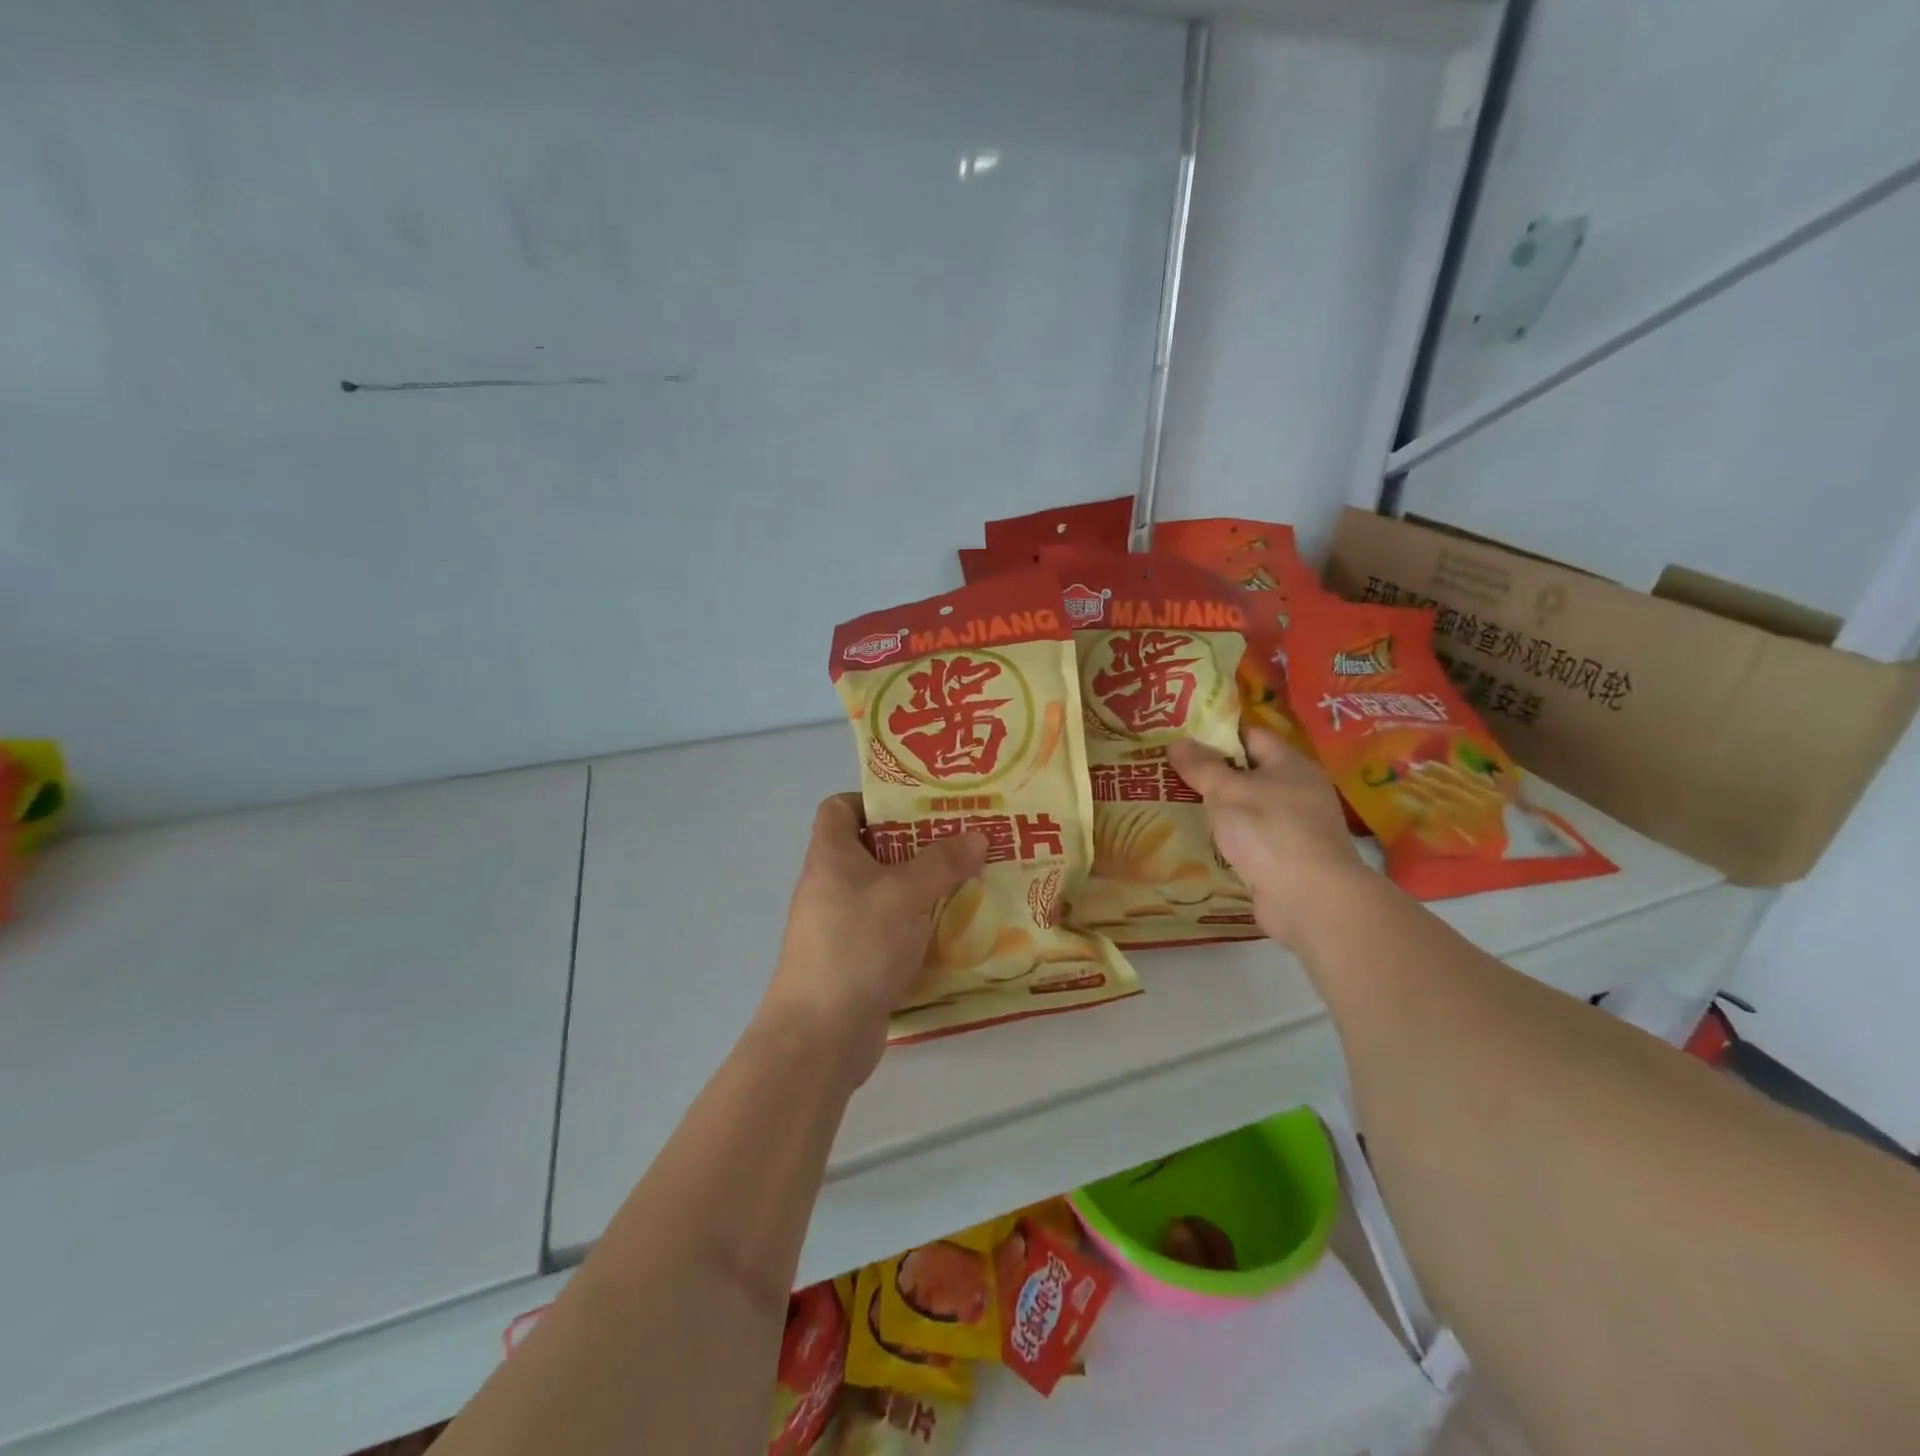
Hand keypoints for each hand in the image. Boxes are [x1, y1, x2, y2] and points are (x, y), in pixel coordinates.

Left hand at [762, 794, 986, 1084]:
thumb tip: (977, 835)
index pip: (840, 807)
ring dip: (926, 887)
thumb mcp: (905, 894)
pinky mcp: (857, 960)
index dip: (875, 799)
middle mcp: (831, 885)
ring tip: (973, 880)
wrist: (819, 1035)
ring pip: (888, 892)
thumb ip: (942, 862)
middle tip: (965, 840)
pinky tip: (958, 929)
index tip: (919, 806)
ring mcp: (842, 925)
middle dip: (919, 843)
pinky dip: (921, 926)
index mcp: (831, 855)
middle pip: (873, 849)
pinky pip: (893, 930)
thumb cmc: (856, 945)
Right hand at [1168, 728, 1369, 951]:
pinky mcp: (1287, 860)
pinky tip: (1200, 842)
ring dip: (1219, 810)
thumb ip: (1201, 766)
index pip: (1251, 736)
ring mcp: (1296, 828)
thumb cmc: (1269, 831)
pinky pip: (1251, 840)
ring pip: (1248, 809)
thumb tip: (1176, 741)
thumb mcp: (1227, 792)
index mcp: (1291, 765)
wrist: (1310, 899)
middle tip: (1170, 773)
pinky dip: (1229, 840)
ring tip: (1176, 806)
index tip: (1182, 740)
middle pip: (1249, 773)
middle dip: (1212, 774)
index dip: (1217, 735)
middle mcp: (1299, 791)